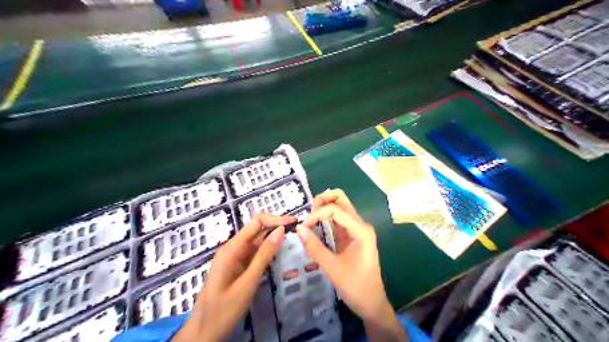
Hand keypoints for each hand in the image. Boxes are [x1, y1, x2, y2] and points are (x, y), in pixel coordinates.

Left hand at [172, 214, 295, 341]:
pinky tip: (280, 253)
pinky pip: (255, 253)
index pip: (256, 222)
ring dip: (274, 239)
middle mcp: (233, 247)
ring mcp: (235, 257)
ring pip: (257, 241)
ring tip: (294, 240)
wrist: (203, 333)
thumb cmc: (224, 310)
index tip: (294, 222)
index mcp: (232, 248)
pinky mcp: (238, 265)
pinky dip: (268, 251)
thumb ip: (264, 255)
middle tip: (298, 232)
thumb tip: (281, 230)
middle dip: (277, 227)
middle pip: (257, 229)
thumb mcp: (247, 282)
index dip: (276, 219)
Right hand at [298, 190, 405, 341]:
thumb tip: (298, 229)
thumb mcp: (333, 268)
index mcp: (360, 230)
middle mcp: (360, 225)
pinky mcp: (351, 236)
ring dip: (323, 208)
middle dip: (322, 201)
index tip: (303, 227)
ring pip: (339, 207)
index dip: (317, 214)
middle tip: (308, 215)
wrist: (372, 303)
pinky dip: (325, 218)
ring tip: (309, 221)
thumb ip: (315, 247)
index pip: (336, 209)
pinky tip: (315, 226)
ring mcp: (356, 229)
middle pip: (341, 199)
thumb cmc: (356, 287)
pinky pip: (338, 219)